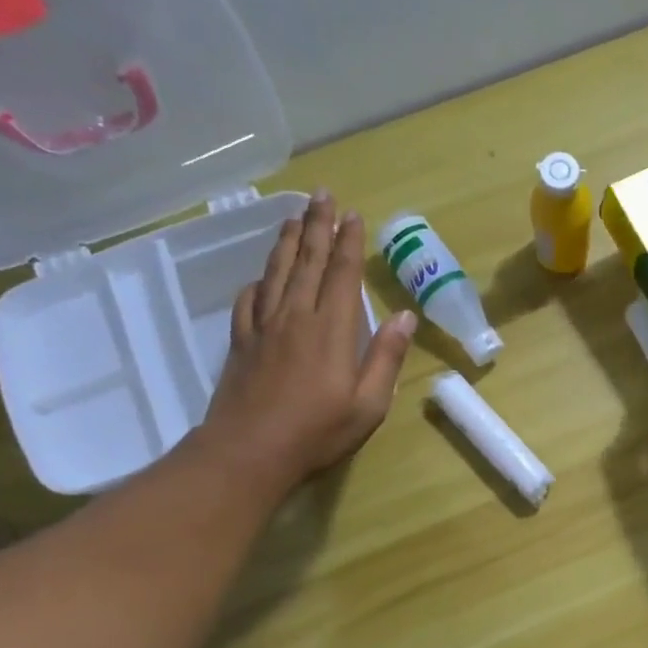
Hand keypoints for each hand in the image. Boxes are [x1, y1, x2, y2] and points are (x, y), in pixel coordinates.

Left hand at [195, 192, 415, 496]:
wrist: (248, 453)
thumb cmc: (317, 432)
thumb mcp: (369, 404)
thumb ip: (386, 357)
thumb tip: (406, 316)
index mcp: (331, 329)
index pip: (342, 274)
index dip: (348, 242)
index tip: (352, 214)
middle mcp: (296, 316)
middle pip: (307, 262)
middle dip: (316, 226)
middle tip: (321, 194)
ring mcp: (264, 327)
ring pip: (276, 272)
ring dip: (287, 242)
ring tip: (293, 216)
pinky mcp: (241, 342)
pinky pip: (250, 300)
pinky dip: (258, 281)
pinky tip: (262, 276)